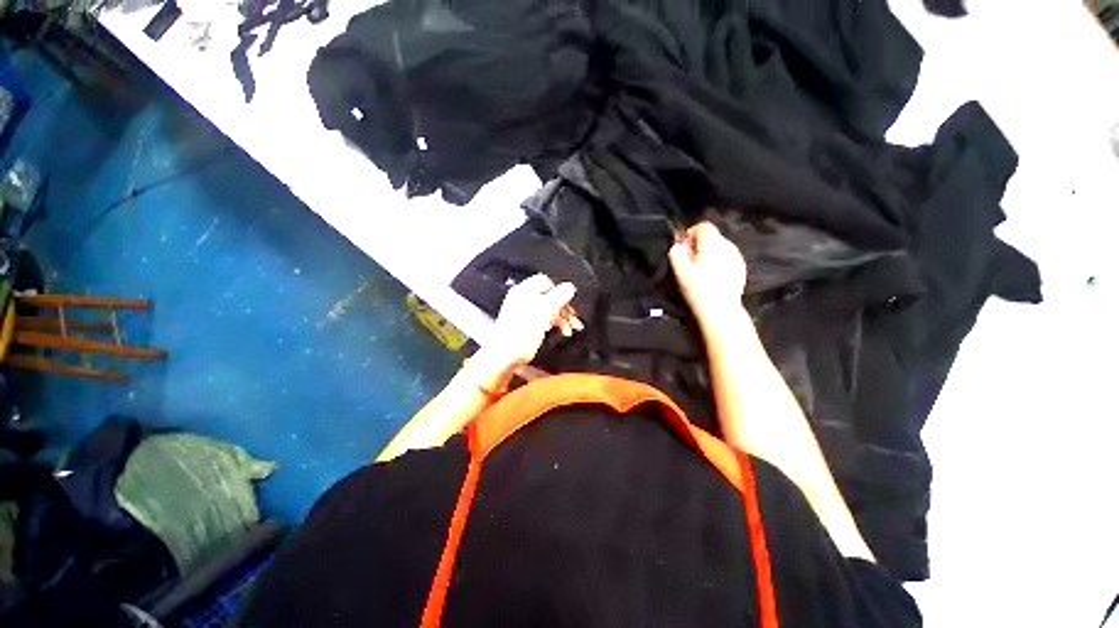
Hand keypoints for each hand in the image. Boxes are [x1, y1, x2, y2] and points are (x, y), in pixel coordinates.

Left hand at [471, 274, 582, 387]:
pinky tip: (558, 331)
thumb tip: (570, 287)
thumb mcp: (545, 311)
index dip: (560, 292)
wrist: (505, 355)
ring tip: (569, 329)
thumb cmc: (519, 334)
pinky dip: (552, 324)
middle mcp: (522, 298)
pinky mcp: (524, 324)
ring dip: (561, 318)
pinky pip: (542, 319)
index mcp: (525, 290)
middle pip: (549, 297)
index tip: (569, 303)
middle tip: (573, 319)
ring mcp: (522, 312)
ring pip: (547, 310)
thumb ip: (559, 297)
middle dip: (563, 309)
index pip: (547, 282)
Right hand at [668, 221, 747, 329]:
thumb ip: (677, 253)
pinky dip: (719, 263)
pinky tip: (713, 278)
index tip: (684, 249)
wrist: (721, 309)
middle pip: (712, 237)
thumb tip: (677, 245)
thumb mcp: (680, 271)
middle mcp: (728, 246)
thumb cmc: (698, 289)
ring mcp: (737, 257)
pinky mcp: (741, 268)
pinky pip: (727, 258)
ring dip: (709, 254)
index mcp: (713, 243)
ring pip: (720, 248)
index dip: (691, 235)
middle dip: (699, 246)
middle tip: (690, 263)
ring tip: (701, 272)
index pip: (703, 226)